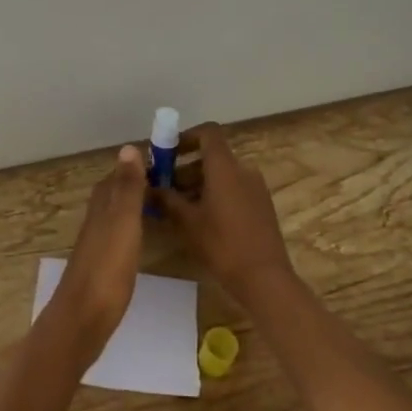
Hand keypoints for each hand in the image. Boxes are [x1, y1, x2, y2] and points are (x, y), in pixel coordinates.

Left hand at [42, 145, 146, 365]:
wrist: (84, 318)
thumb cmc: (107, 267)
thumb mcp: (123, 222)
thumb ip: (128, 188)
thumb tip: (129, 147)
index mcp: (103, 205)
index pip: (119, 174)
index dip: (138, 165)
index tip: (167, 159)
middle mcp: (97, 219)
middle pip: (116, 192)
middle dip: (138, 183)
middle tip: (172, 180)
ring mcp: (98, 243)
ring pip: (117, 213)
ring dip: (136, 204)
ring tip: (164, 204)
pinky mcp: (102, 265)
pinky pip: (120, 234)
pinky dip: (134, 227)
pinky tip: (144, 236)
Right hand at [153, 122, 295, 303]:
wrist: (264, 278)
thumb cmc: (222, 244)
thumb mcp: (187, 222)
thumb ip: (166, 199)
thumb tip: (147, 186)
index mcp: (225, 167)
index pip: (208, 133)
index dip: (186, 136)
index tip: (167, 152)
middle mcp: (243, 170)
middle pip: (213, 156)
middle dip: (186, 166)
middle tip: (165, 186)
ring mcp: (256, 188)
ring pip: (223, 174)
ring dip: (200, 182)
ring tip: (179, 206)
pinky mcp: (262, 205)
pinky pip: (235, 188)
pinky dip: (216, 193)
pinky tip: (201, 219)